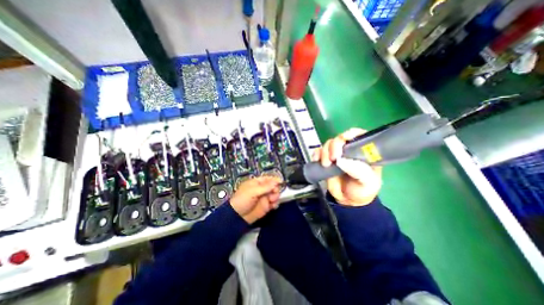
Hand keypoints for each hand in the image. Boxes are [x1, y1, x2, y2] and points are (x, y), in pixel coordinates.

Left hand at [229, 177, 281, 223]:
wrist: (238, 216)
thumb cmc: (242, 200)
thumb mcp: (252, 191)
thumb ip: (265, 187)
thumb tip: (276, 182)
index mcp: (257, 183)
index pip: (268, 179)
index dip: (274, 179)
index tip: (281, 181)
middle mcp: (262, 189)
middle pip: (273, 186)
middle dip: (275, 189)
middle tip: (274, 193)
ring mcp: (264, 198)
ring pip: (275, 194)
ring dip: (276, 196)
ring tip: (271, 200)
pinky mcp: (266, 206)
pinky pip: (274, 203)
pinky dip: (275, 204)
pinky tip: (273, 206)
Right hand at [312, 128, 383, 205]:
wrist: (347, 201)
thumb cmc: (362, 191)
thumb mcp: (368, 183)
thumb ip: (359, 171)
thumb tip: (341, 160)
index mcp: (363, 153)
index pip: (358, 135)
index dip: (351, 133)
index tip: (344, 140)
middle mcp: (349, 151)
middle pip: (339, 138)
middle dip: (334, 146)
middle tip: (333, 158)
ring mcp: (336, 155)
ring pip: (328, 144)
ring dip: (324, 152)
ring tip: (326, 165)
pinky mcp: (325, 159)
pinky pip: (318, 151)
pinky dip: (316, 154)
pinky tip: (317, 161)